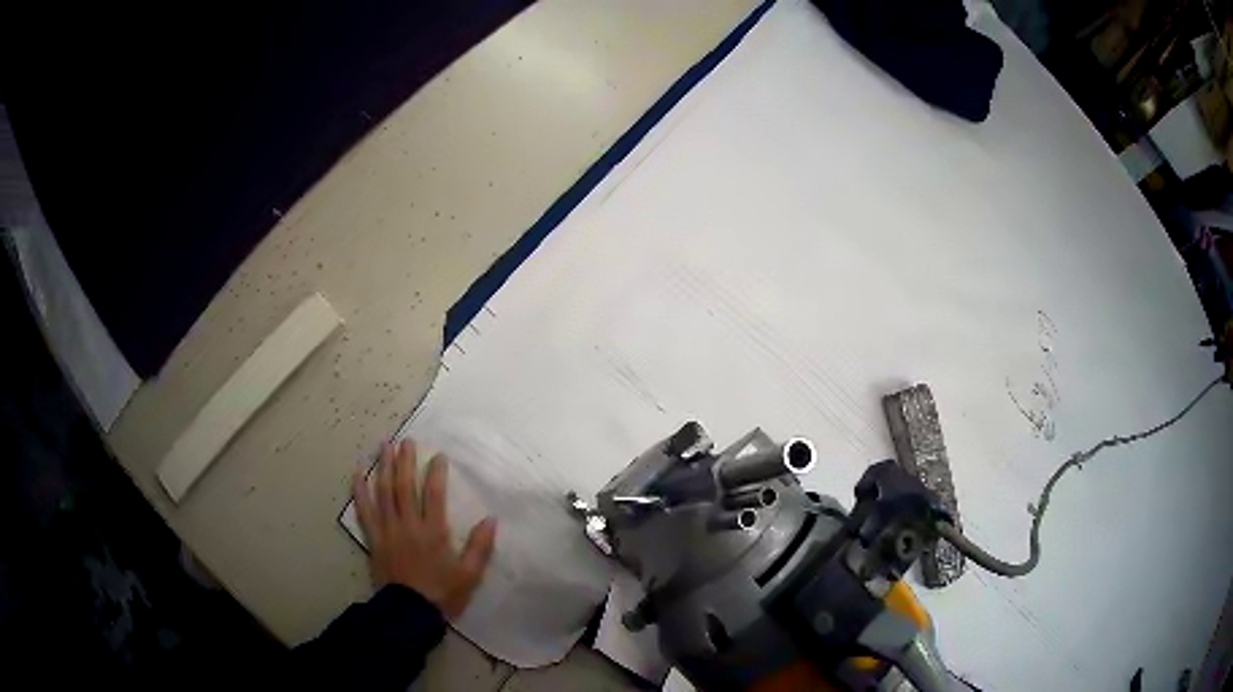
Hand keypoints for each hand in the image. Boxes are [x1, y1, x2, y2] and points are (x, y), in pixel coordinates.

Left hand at [352, 439, 496, 618]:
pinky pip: (364, 511)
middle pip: (404, 486)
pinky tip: (356, 474)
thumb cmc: (442, 593)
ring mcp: (388, 530)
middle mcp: (408, 525)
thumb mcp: (470, 575)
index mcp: (433, 532)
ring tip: (384, 446)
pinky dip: (359, 491)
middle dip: (404, 461)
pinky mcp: (374, 539)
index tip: (437, 455)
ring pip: (383, 492)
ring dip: (383, 467)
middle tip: (405, 440)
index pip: (433, 494)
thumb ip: (481, 547)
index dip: (435, 472)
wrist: (410, 613)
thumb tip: (491, 519)